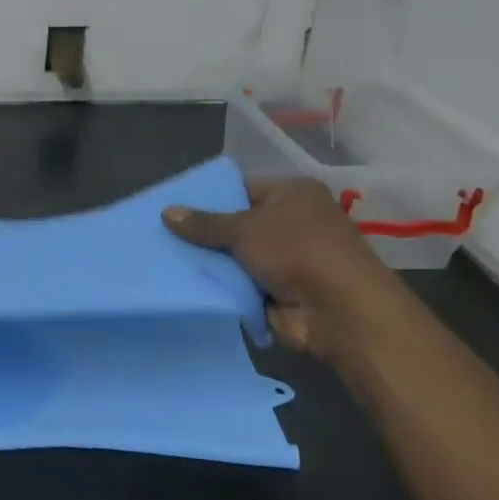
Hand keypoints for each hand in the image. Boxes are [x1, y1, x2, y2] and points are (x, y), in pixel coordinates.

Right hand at [163, 178, 410, 360]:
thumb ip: (204, 223)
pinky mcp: (278, 290)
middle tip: (159, 232)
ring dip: (209, 261)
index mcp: (293, 194)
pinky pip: (239, 283)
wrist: (338, 311)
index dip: (208, 196)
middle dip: (203, 231)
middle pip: (236, 223)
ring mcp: (287, 259)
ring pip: (235, 255)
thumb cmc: (297, 251)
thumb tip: (166, 212)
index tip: (172, 206)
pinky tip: (183, 282)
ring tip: (162, 257)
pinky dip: (219, 285)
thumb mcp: (244, 228)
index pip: (242, 188)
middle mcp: (293, 222)